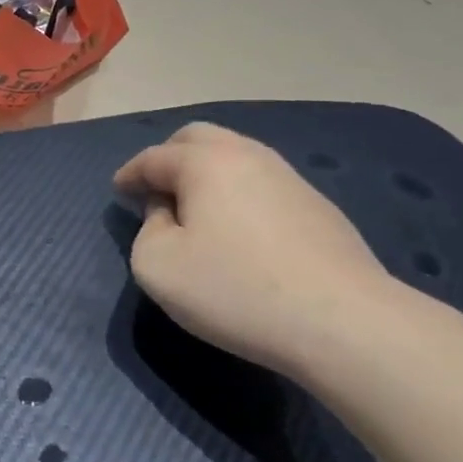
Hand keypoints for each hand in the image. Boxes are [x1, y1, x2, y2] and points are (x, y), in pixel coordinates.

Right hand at [114, 123, 404, 379]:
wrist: (343, 323)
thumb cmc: (235, 289)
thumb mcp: (157, 266)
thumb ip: (147, 229)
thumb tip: (167, 211)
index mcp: (204, 162)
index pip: (153, 157)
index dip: (130, 174)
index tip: (119, 191)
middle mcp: (247, 155)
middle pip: (198, 138)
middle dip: (169, 157)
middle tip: (155, 189)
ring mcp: (289, 178)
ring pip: (236, 157)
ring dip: (206, 174)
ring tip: (195, 208)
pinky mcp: (318, 207)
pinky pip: (262, 184)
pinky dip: (237, 193)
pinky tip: (238, 228)